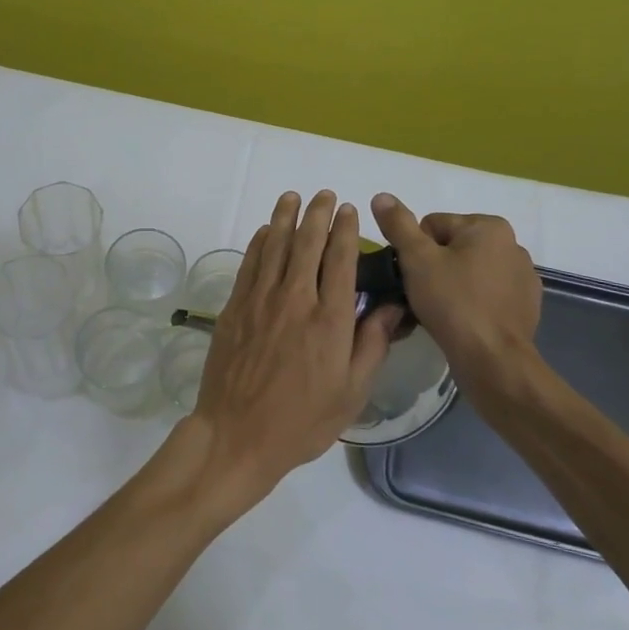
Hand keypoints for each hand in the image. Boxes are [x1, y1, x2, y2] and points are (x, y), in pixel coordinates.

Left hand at [187, 190, 402, 511]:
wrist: (238, 434)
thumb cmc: (303, 421)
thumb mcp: (352, 392)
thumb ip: (372, 344)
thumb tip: (393, 305)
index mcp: (330, 320)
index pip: (341, 261)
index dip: (346, 231)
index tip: (349, 210)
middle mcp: (296, 300)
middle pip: (307, 244)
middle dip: (317, 215)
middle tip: (324, 195)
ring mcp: (261, 301)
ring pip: (274, 246)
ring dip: (284, 218)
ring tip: (292, 197)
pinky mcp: (235, 308)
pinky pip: (249, 264)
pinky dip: (258, 243)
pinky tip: (264, 231)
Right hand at [370, 193, 541, 375]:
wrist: (493, 360)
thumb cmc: (453, 302)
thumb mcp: (416, 259)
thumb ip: (398, 224)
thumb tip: (381, 195)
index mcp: (490, 227)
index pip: (433, 226)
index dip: (415, 250)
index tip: (414, 277)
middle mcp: (512, 245)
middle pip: (452, 247)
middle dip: (434, 267)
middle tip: (421, 295)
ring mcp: (523, 278)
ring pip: (469, 272)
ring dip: (452, 285)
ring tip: (439, 312)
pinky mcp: (525, 306)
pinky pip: (486, 295)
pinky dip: (472, 303)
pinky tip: (461, 322)